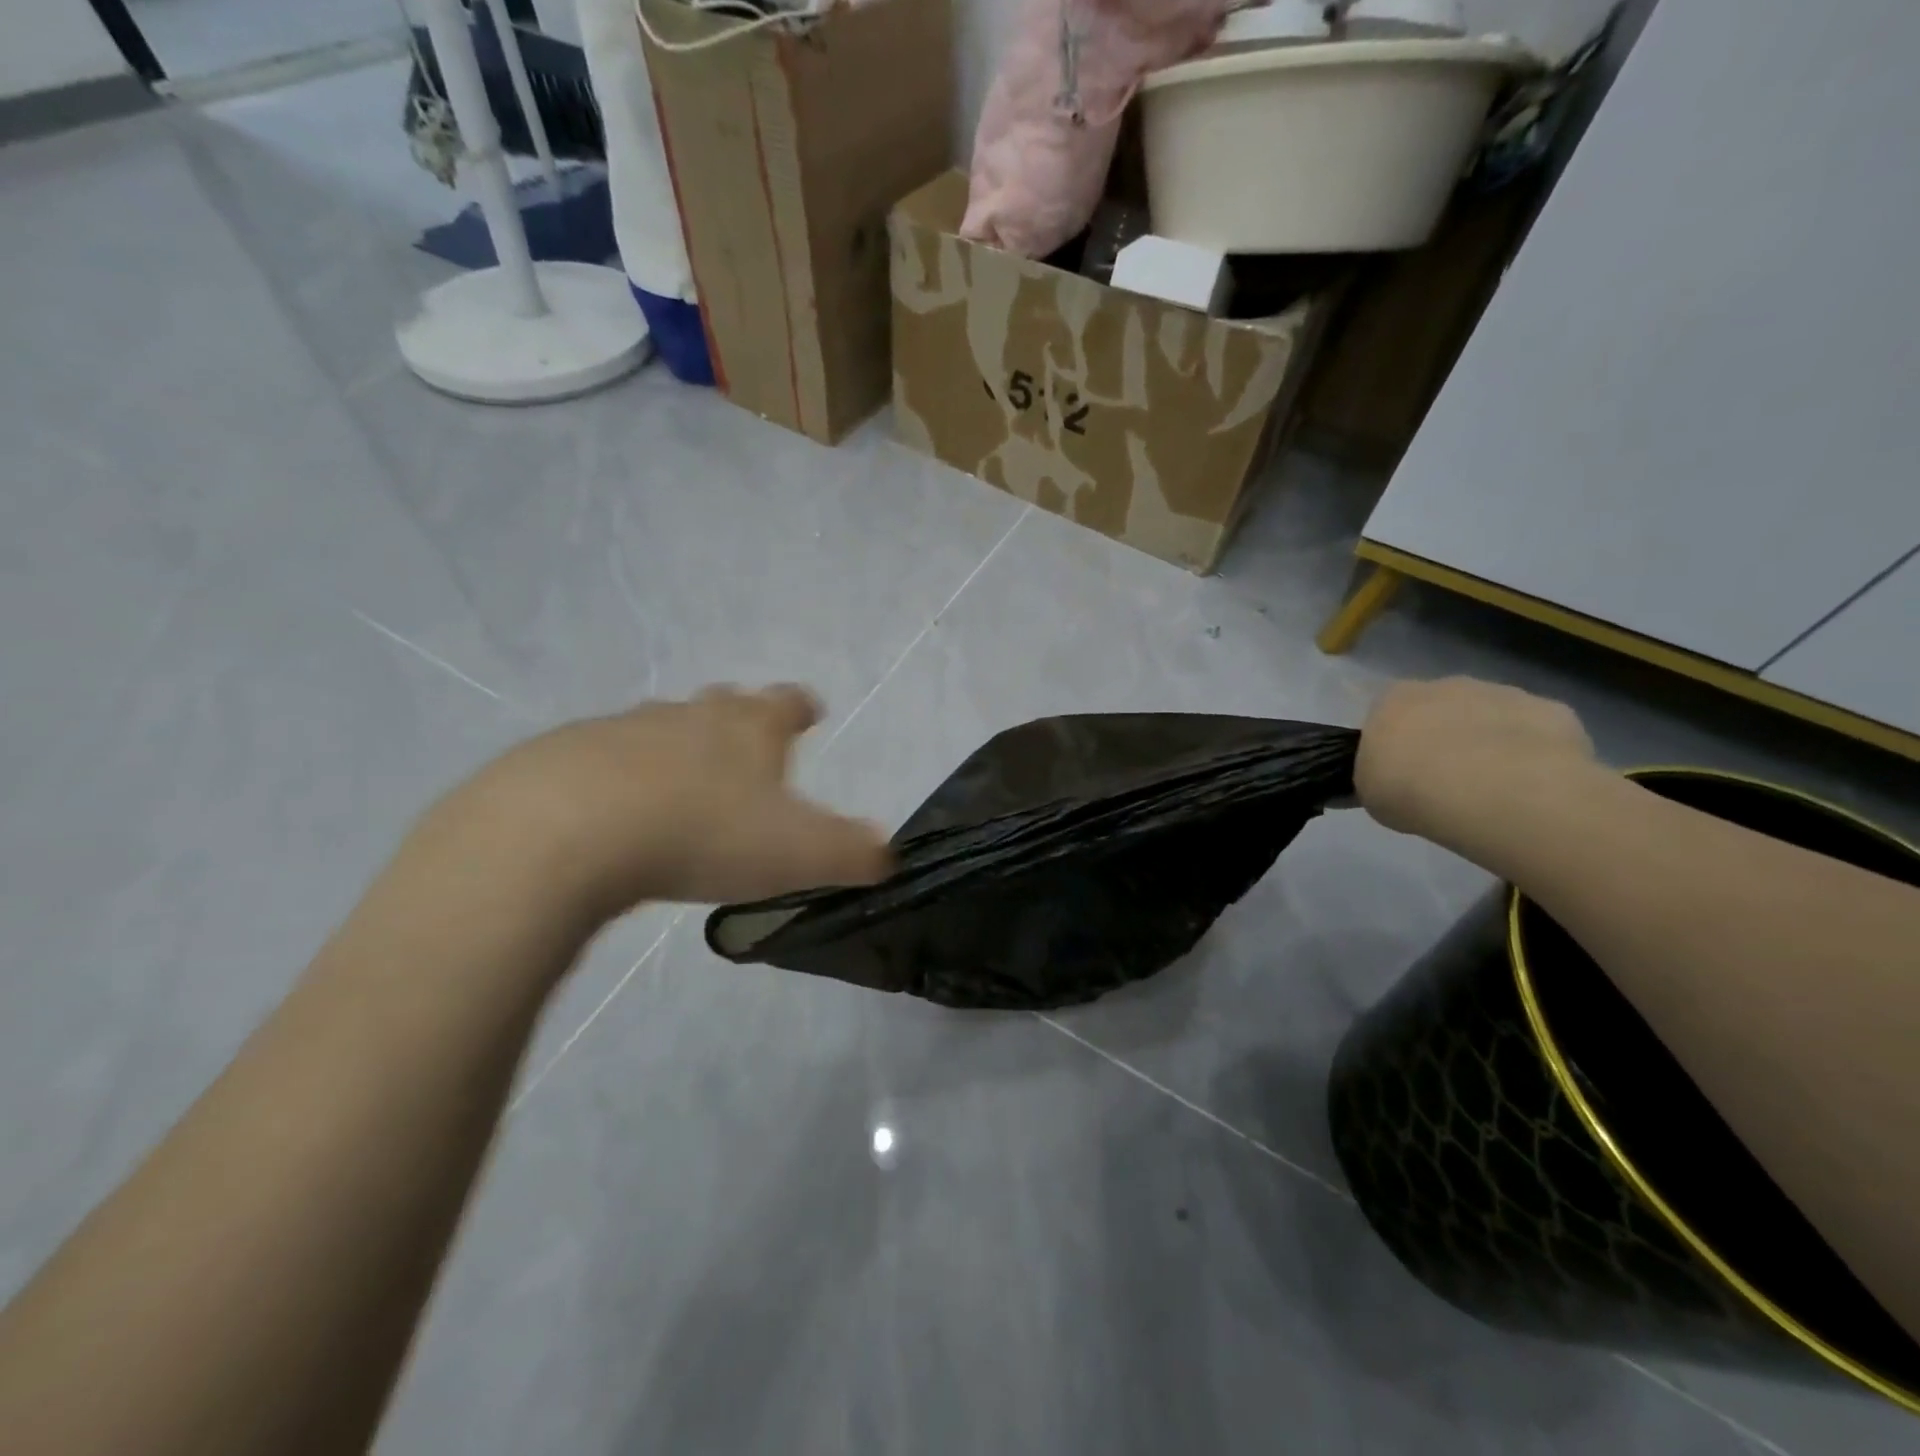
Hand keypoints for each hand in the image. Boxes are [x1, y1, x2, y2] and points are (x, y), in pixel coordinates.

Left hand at [419, 684, 890, 926]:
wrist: (568, 831)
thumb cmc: (704, 833)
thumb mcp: (799, 854)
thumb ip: (853, 854)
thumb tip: (886, 855)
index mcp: (750, 728)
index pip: (788, 703)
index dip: (802, 708)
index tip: (809, 713)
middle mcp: (691, 715)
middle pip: (723, 705)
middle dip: (739, 721)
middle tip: (746, 747)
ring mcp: (625, 729)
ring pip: (663, 728)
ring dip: (679, 749)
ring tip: (683, 787)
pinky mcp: (566, 755)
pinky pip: (606, 759)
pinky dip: (621, 778)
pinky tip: (614, 814)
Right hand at [1356, 678, 1598, 849]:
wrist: (1489, 791)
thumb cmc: (1408, 788)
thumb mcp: (1369, 793)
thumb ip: (1376, 778)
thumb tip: (1381, 782)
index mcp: (1394, 699)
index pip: (1389, 713)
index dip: (1397, 743)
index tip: (1403, 772)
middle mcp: (1447, 685)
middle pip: (1444, 708)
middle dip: (1447, 737)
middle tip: (1448, 781)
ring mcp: (1503, 693)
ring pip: (1494, 717)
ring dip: (1492, 743)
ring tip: (1494, 790)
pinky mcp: (1552, 710)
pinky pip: (1540, 733)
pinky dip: (1537, 755)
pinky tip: (1533, 787)